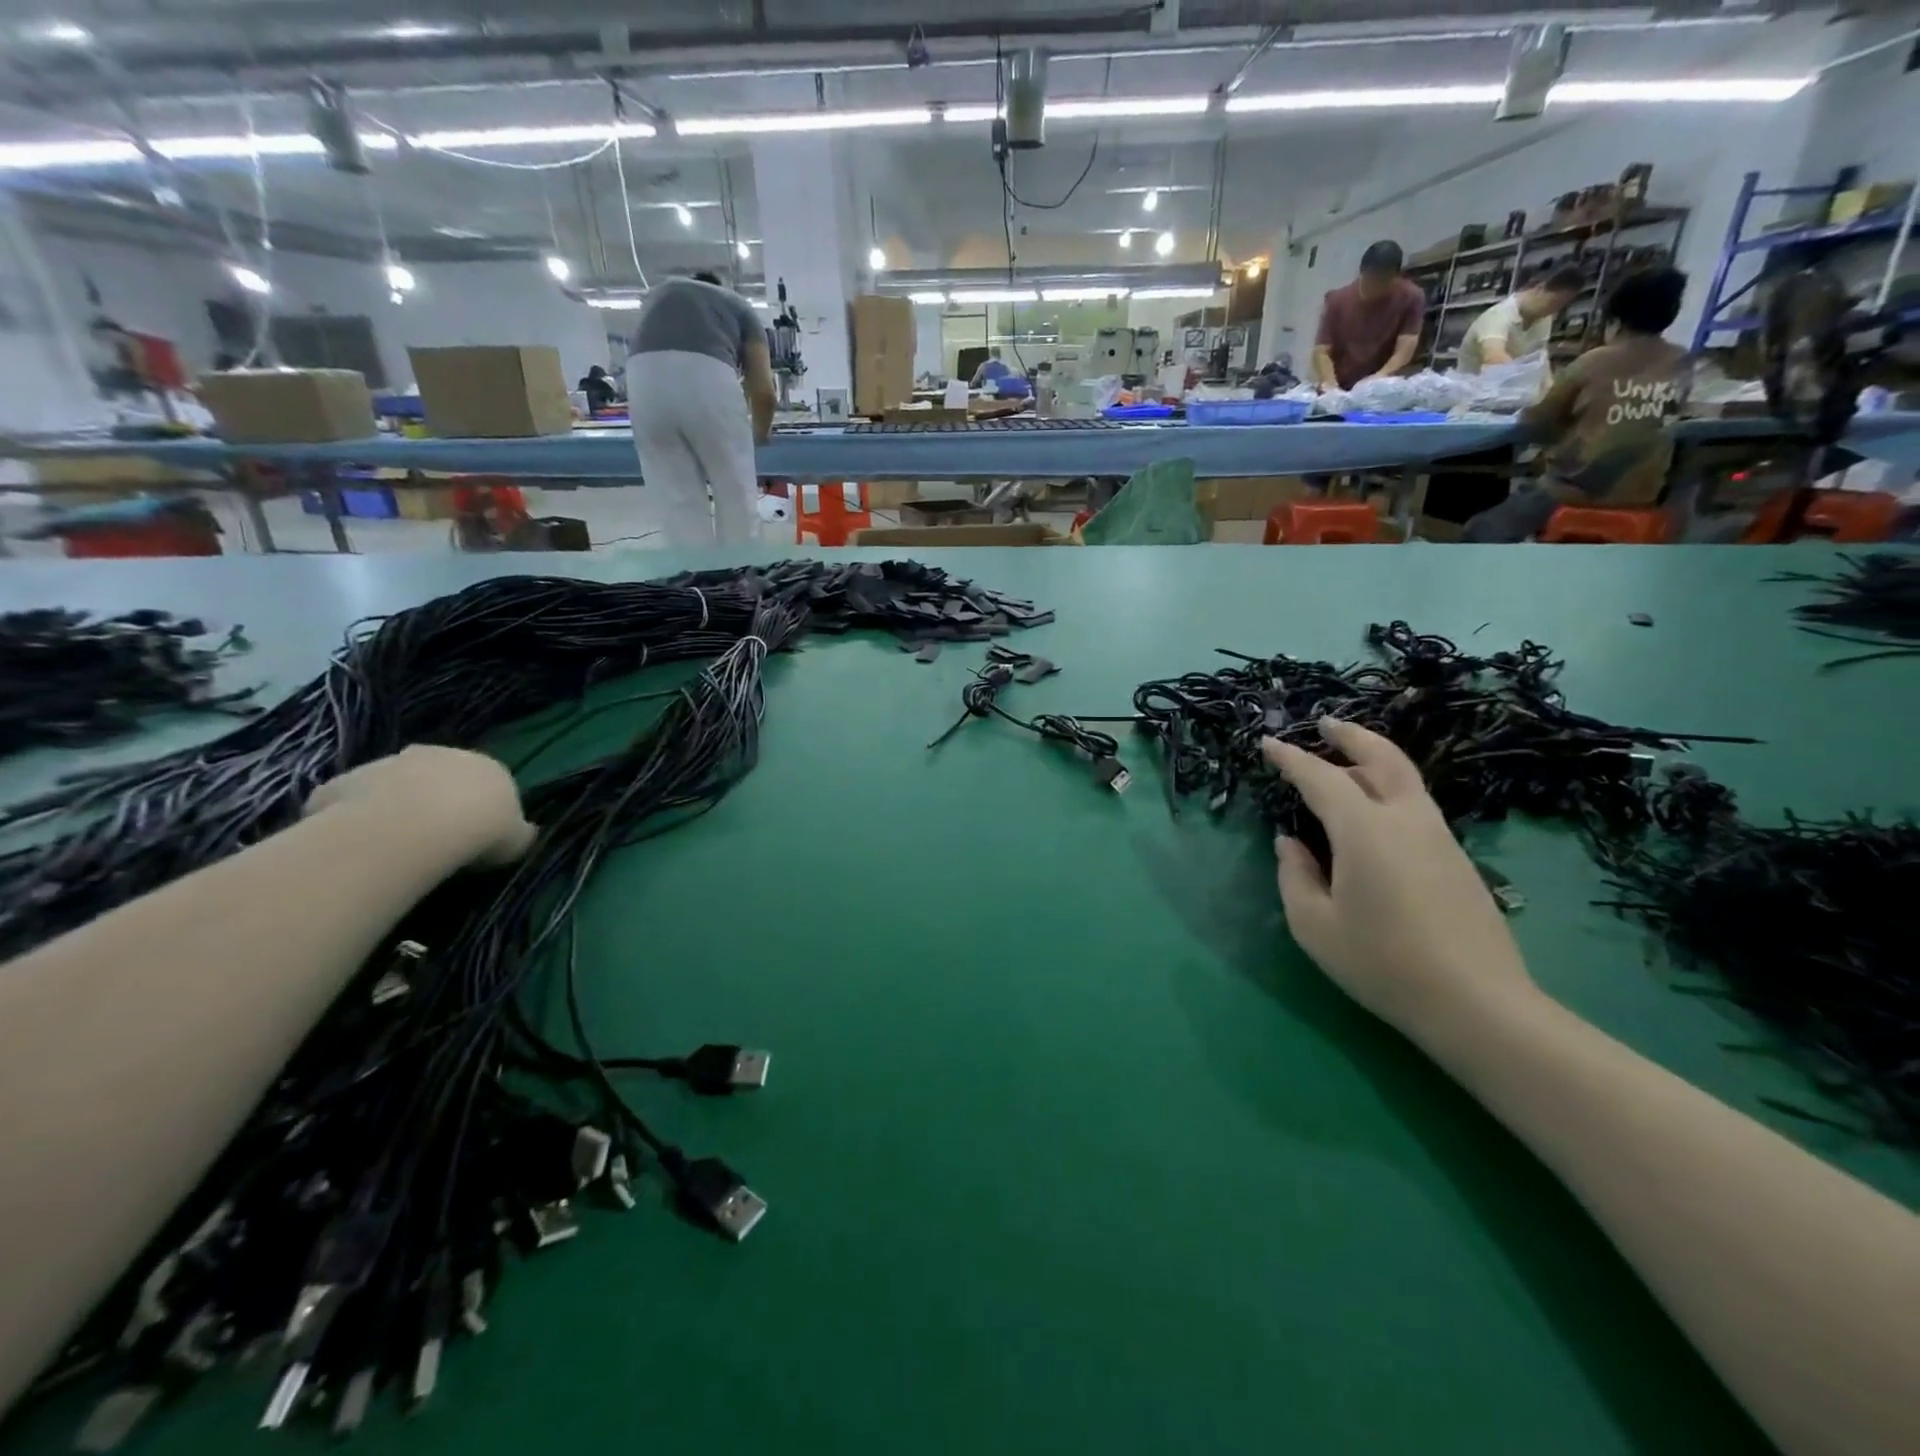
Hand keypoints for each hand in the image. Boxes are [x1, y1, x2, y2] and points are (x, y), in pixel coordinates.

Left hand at [304, 747, 535, 866]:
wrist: (415, 828)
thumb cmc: (481, 831)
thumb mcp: (518, 840)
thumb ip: (520, 832)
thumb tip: (525, 830)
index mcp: (488, 766)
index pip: (489, 781)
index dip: (482, 806)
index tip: (477, 832)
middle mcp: (440, 754)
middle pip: (438, 775)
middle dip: (435, 797)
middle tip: (434, 833)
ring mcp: (389, 763)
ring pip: (394, 783)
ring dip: (395, 803)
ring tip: (394, 841)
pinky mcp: (347, 781)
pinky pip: (352, 800)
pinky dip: (356, 816)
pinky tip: (360, 843)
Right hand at [1261, 719, 1535, 1039]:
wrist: (1477, 1003)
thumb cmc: (1382, 963)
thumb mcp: (1314, 925)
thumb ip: (1294, 876)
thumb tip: (1290, 843)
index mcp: (1365, 830)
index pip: (1321, 778)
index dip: (1292, 759)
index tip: (1268, 744)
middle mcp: (1405, 820)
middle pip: (1382, 758)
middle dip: (1351, 736)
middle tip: (1325, 724)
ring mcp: (1439, 837)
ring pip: (1405, 778)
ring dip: (1373, 759)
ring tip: (1346, 760)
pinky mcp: (1456, 858)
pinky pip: (1416, 804)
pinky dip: (1389, 787)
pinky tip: (1374, 808)